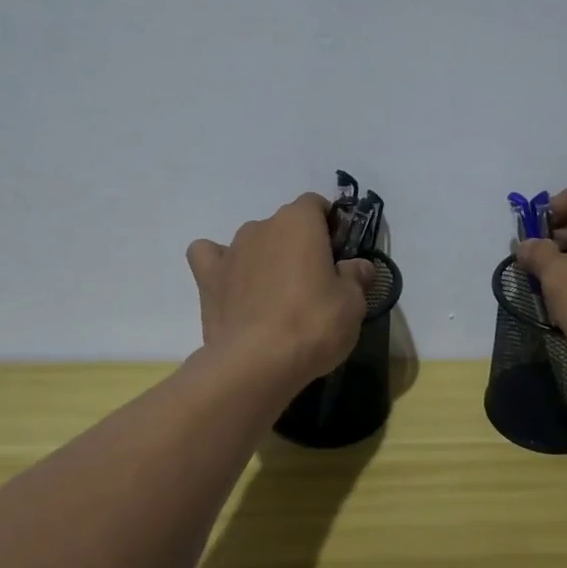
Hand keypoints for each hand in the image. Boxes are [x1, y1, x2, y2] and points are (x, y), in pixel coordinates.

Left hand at [187, 193, 374, 393]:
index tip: (338, 254)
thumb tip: (359, 267)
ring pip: (253, 242)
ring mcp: (231, 250)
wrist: (256, 362)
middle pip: (285, 225)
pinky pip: (211, 258)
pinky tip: (233, 286)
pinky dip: (223, 266)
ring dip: (266, 259)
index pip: (315, 204)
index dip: (329, 225)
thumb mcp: (352, 304)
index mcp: (299, 222)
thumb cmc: (313, 324)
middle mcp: (261, 226)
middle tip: (314, 283)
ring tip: (276, 296)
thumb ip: (356, 277)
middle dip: (299, 246)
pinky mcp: (207, 278)